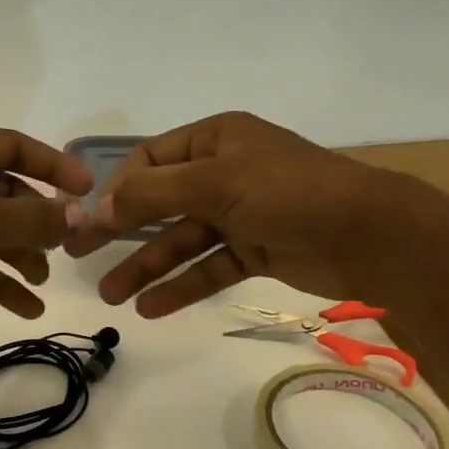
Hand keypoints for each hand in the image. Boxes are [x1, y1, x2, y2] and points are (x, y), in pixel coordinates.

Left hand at [0, 128, 94, 343]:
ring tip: (43, 280)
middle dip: (36, 219)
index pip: (12, 147)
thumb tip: (77, 217)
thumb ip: (29, 218)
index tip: (88, 190)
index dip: (53, 164)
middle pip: (4, 193)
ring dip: (19, 254)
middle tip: (67, 246)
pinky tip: (26, 308)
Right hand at [63, 111, 392, 315]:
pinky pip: (207, 267)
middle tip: (79, 255)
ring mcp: (239, 214)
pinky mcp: (254, 250)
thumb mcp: (215, 182)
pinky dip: (181, 286)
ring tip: (111, 296)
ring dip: (146, 267)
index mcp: (215, 140)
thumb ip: (152, 194)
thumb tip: (98, 208)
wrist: (369, 235)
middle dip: (121, 231)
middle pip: (159, 203)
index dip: (117, 188)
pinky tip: (150, 308)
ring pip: (181, 240)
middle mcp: (223, 173)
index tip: (90, 219)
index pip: (150, 160)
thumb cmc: (288, 192)